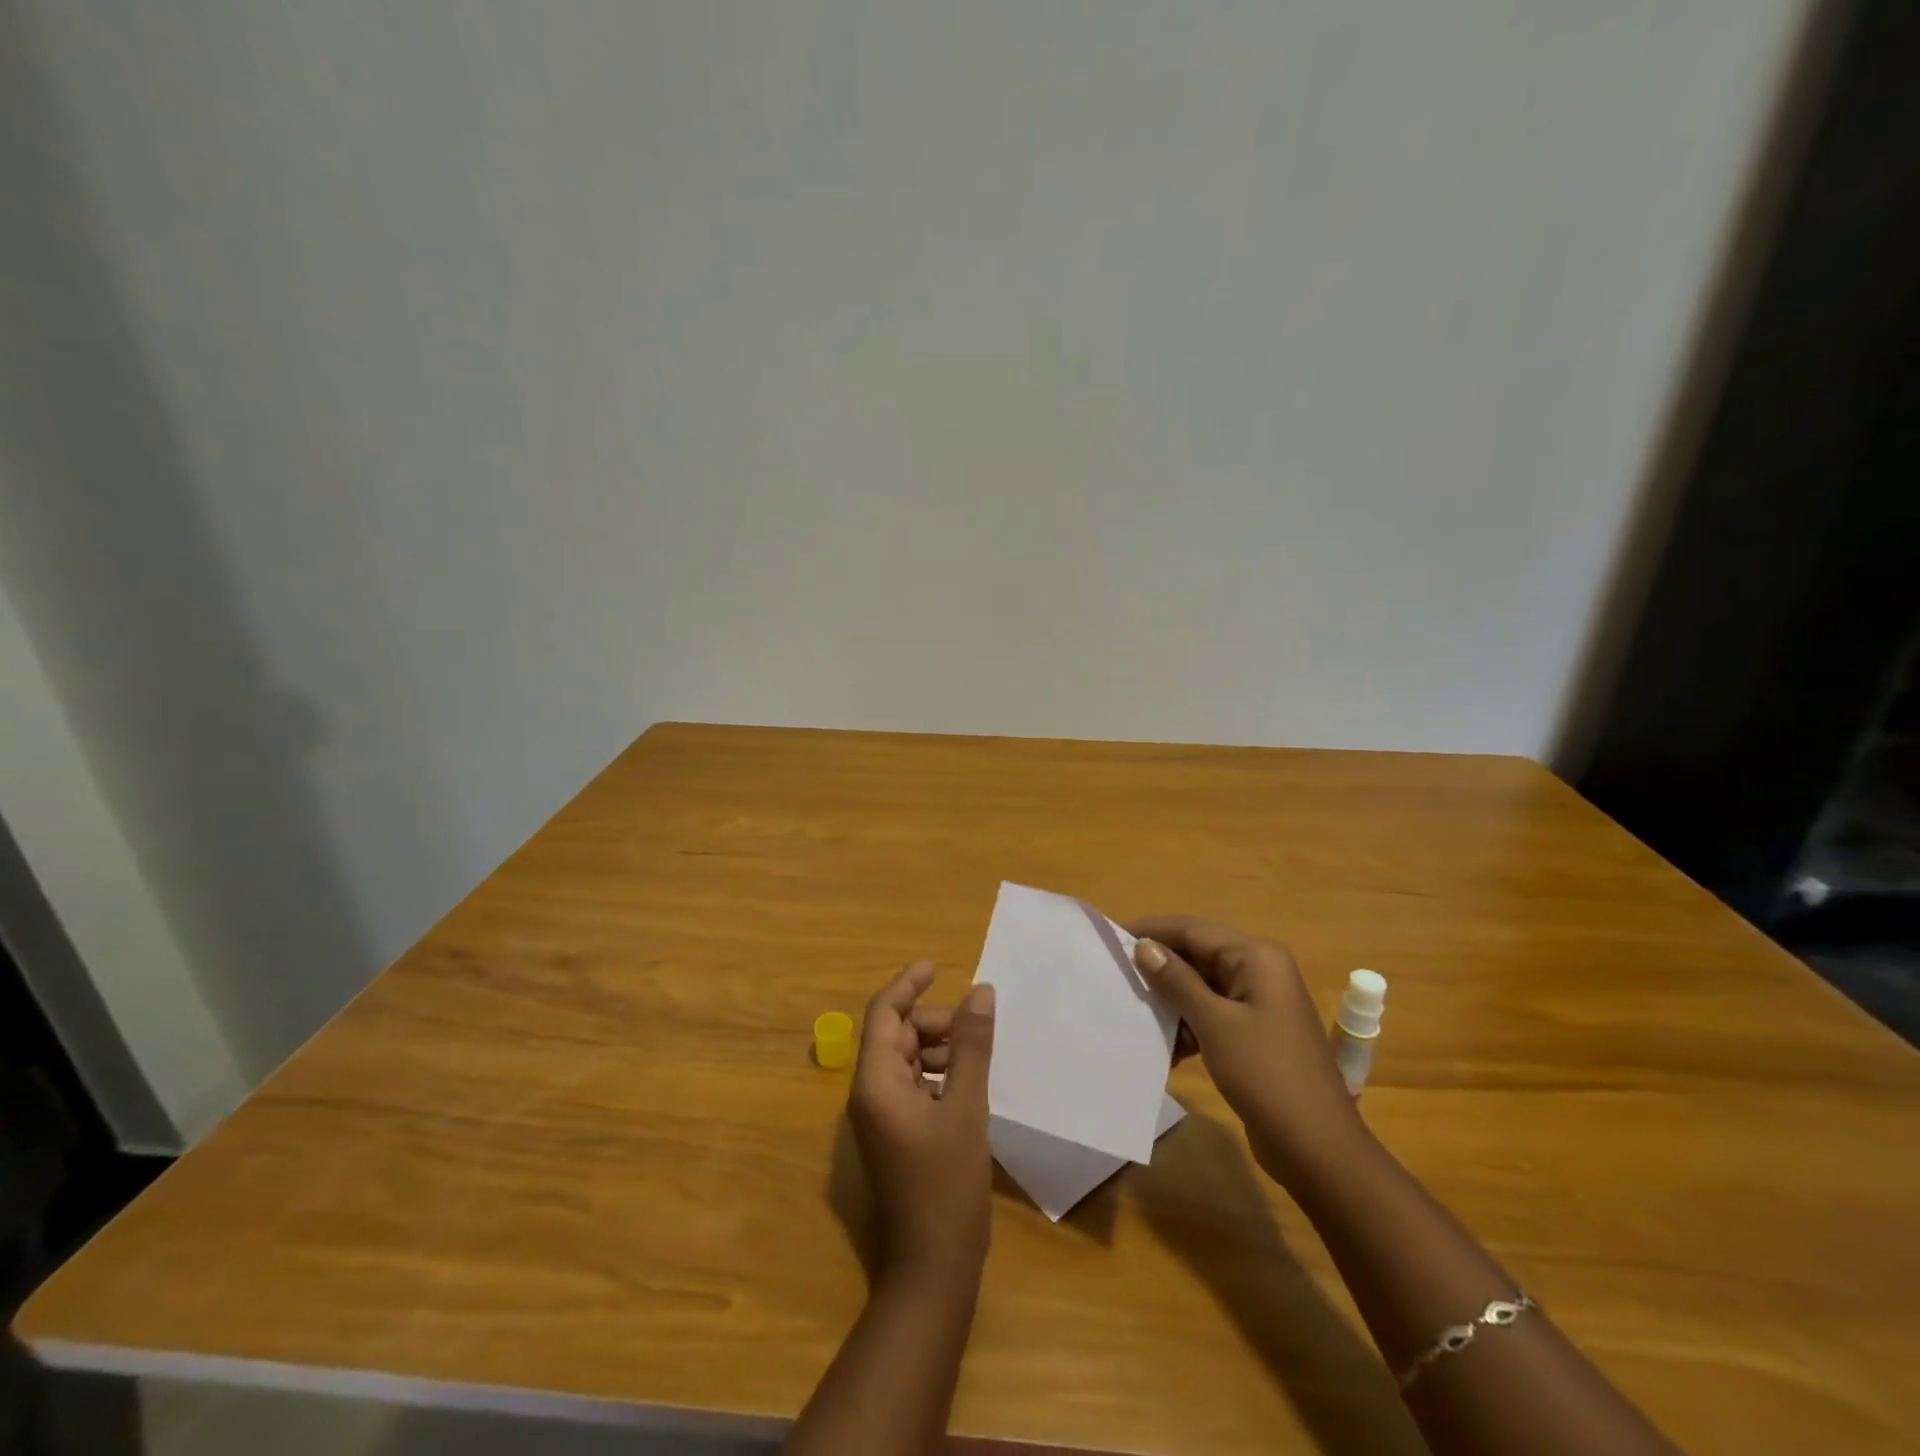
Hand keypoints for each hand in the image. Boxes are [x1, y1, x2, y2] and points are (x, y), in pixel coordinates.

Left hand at [849, 962, 996, 1282]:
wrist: (932, 1269)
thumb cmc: (947, 1185)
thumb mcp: (966, 1108)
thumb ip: (971, 1046)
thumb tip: (979, 991)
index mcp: (876, 1082)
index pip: (883, 1014)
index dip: (908, 984)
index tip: (937, 966)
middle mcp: (869, 1094)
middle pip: (896, 1035)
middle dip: (933, 1022)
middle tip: (975, 1027)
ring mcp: (879, 1117)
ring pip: (906, 1059)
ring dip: (938, 1047)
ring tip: (975, 1055)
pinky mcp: (894, 1135)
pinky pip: (912, 1085)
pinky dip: (937, 1073)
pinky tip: (967, 1083)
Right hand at [1128, 916, 1366, 1188]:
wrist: (1317, 1148)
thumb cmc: (1266, 1075)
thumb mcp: (1215, 1024)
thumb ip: (1177, 981)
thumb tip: (1143, 946)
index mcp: (1256, 957)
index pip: (1194, 930)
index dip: (1153, 930)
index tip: (1112, 937)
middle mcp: (1260, 970)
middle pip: (1198, 955)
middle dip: (1159, 967)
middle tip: (1116, 975)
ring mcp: (1259, 1003)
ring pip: (1202, 986)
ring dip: (1171, 1000)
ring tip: (1134, 1011)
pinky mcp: (1254, 1033)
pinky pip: (1212, 1014)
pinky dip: (1188, 1025)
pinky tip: (1164, 1047)